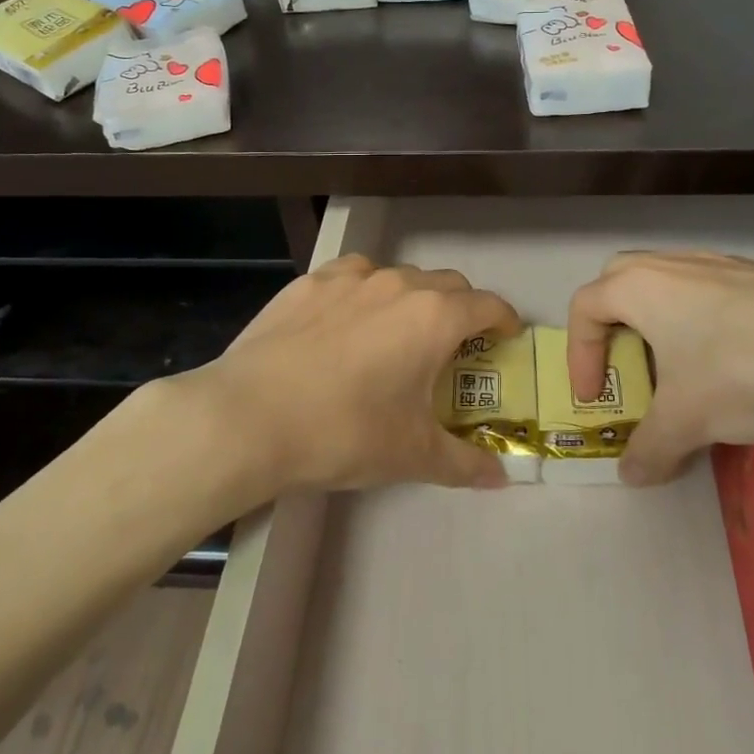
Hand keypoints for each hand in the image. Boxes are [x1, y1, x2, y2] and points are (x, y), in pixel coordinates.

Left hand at [170, 255, 520, 497]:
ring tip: (396, 334)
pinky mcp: (309, 283)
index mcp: (433, 317)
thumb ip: (464, 462)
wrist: (248, 418)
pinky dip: (364, 293)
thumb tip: (500, 478)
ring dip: (411, 298)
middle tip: (452, 346)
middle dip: (461, 309)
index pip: (488, 305)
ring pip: (398, 276)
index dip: (504, 320)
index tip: (505, 338)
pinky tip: (345, 323)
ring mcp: (349, 278)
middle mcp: (398, 284)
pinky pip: (352, 277)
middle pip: (447, 284)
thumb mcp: (411, 455)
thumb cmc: (344, 433)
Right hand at [566, 251, 753, 484]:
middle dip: (612, 323)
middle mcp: (672, 263)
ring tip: (679, 368)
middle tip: (626, 364)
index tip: (594, 397)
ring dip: (659, 322)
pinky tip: (731, 360)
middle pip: (620, 280)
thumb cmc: (741, 372)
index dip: (579, 355)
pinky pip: (710, 292)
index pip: (585, 308)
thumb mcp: (687, 421)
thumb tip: (632, 475)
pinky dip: (702, 321)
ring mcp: (719, 263)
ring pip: (668, 283)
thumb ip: (649, 448)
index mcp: (638, 286)